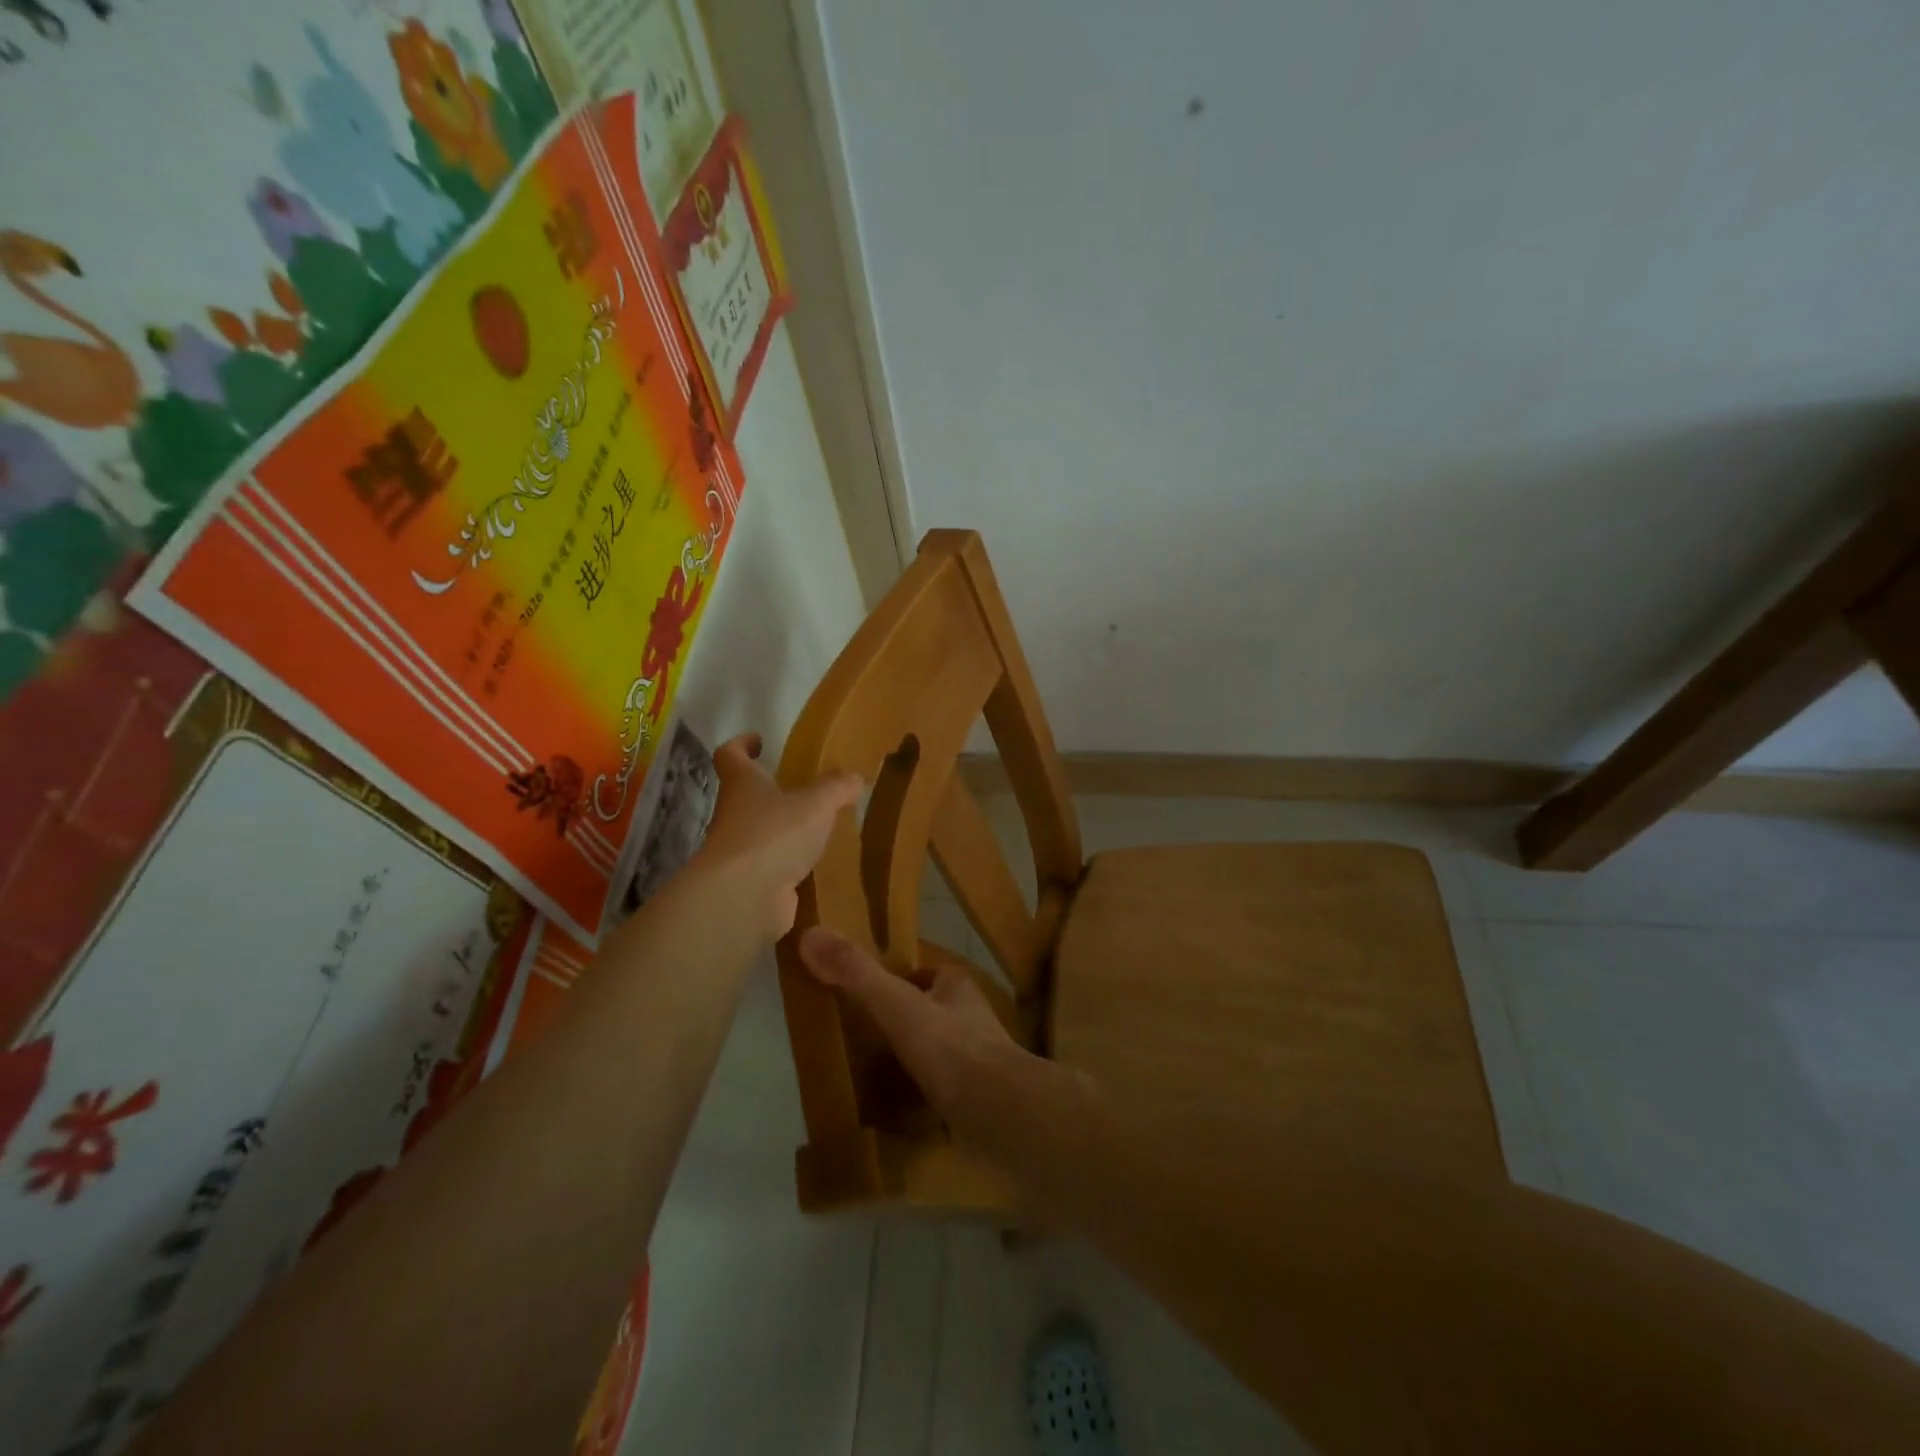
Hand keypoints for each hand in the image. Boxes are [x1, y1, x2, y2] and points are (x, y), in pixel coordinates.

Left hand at [697, 734, 861, 937]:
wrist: (744, 898)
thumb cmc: (774, 834)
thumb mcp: (816, 803)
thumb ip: (836, 788)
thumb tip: (855, 778)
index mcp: (743, 785)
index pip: (730, 755)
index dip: (741, 744)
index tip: (758, 740)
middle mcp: (733, 815)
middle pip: (744, 796)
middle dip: (770, 793)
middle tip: (802, 791)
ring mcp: (738, 854)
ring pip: (759, 834)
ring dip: (782, 832)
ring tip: (817, 831)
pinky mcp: (750, 885)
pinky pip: (772, 869)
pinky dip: (789, 867)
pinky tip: (817, 868)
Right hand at [796, 926, 1032, 1142]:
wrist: (1001, 1116)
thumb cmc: (951, 1049)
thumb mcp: (898, 1005)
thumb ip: (857, 974)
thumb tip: (809, 934)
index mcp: (957, 988)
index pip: (924, 974)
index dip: (897, 980)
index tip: (863, 994)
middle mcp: (971, 1019)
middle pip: (928, 1014)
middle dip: (901, 1024)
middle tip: (857, 1040)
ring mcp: (976, 1062)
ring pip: (935, 1054)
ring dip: (909, 1063)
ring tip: (868, 1080)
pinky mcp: (976, 1102)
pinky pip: (941, 1094)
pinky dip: (919, 1101)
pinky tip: (894, 1118)